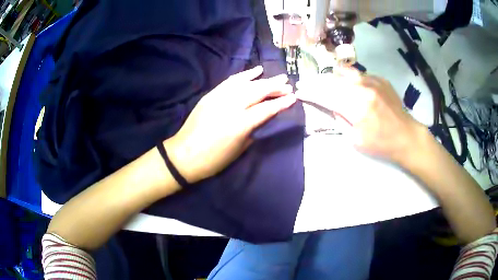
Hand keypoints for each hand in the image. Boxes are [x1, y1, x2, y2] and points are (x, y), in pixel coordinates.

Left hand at [164, 66, 295, 183]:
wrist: (184, 155)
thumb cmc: (213, 159)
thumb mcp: (239, 149)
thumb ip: (253, 131)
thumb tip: (262, 118)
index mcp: (240, 124)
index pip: (266, 109)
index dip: (281, 103)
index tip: (293, 98)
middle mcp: (231, 106)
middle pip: (258, 92)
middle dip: (275, 87)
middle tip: (288, 85)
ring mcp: (219, 98)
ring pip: (246, 83)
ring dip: (264, 79)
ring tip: (278, 77)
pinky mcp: (211, 94)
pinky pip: (231, 81)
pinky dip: (244, 75)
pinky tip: (255, 71)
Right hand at [296, 67, 425, 163]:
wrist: (406, 135)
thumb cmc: (381, 143)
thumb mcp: (356, 139)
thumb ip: (340, 119)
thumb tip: (330, 105)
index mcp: (356, 106)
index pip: (326, 95)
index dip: (310, 92)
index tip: (299, 91)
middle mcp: (363, 88)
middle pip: (332, 80)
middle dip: (316, 82)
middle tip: (305, 82)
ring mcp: (372, 80)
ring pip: (344, 72)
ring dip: (330, 76)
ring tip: (323, 80)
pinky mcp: (379, 79)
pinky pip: (358, 73)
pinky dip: (348, 77)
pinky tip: (347, 83)